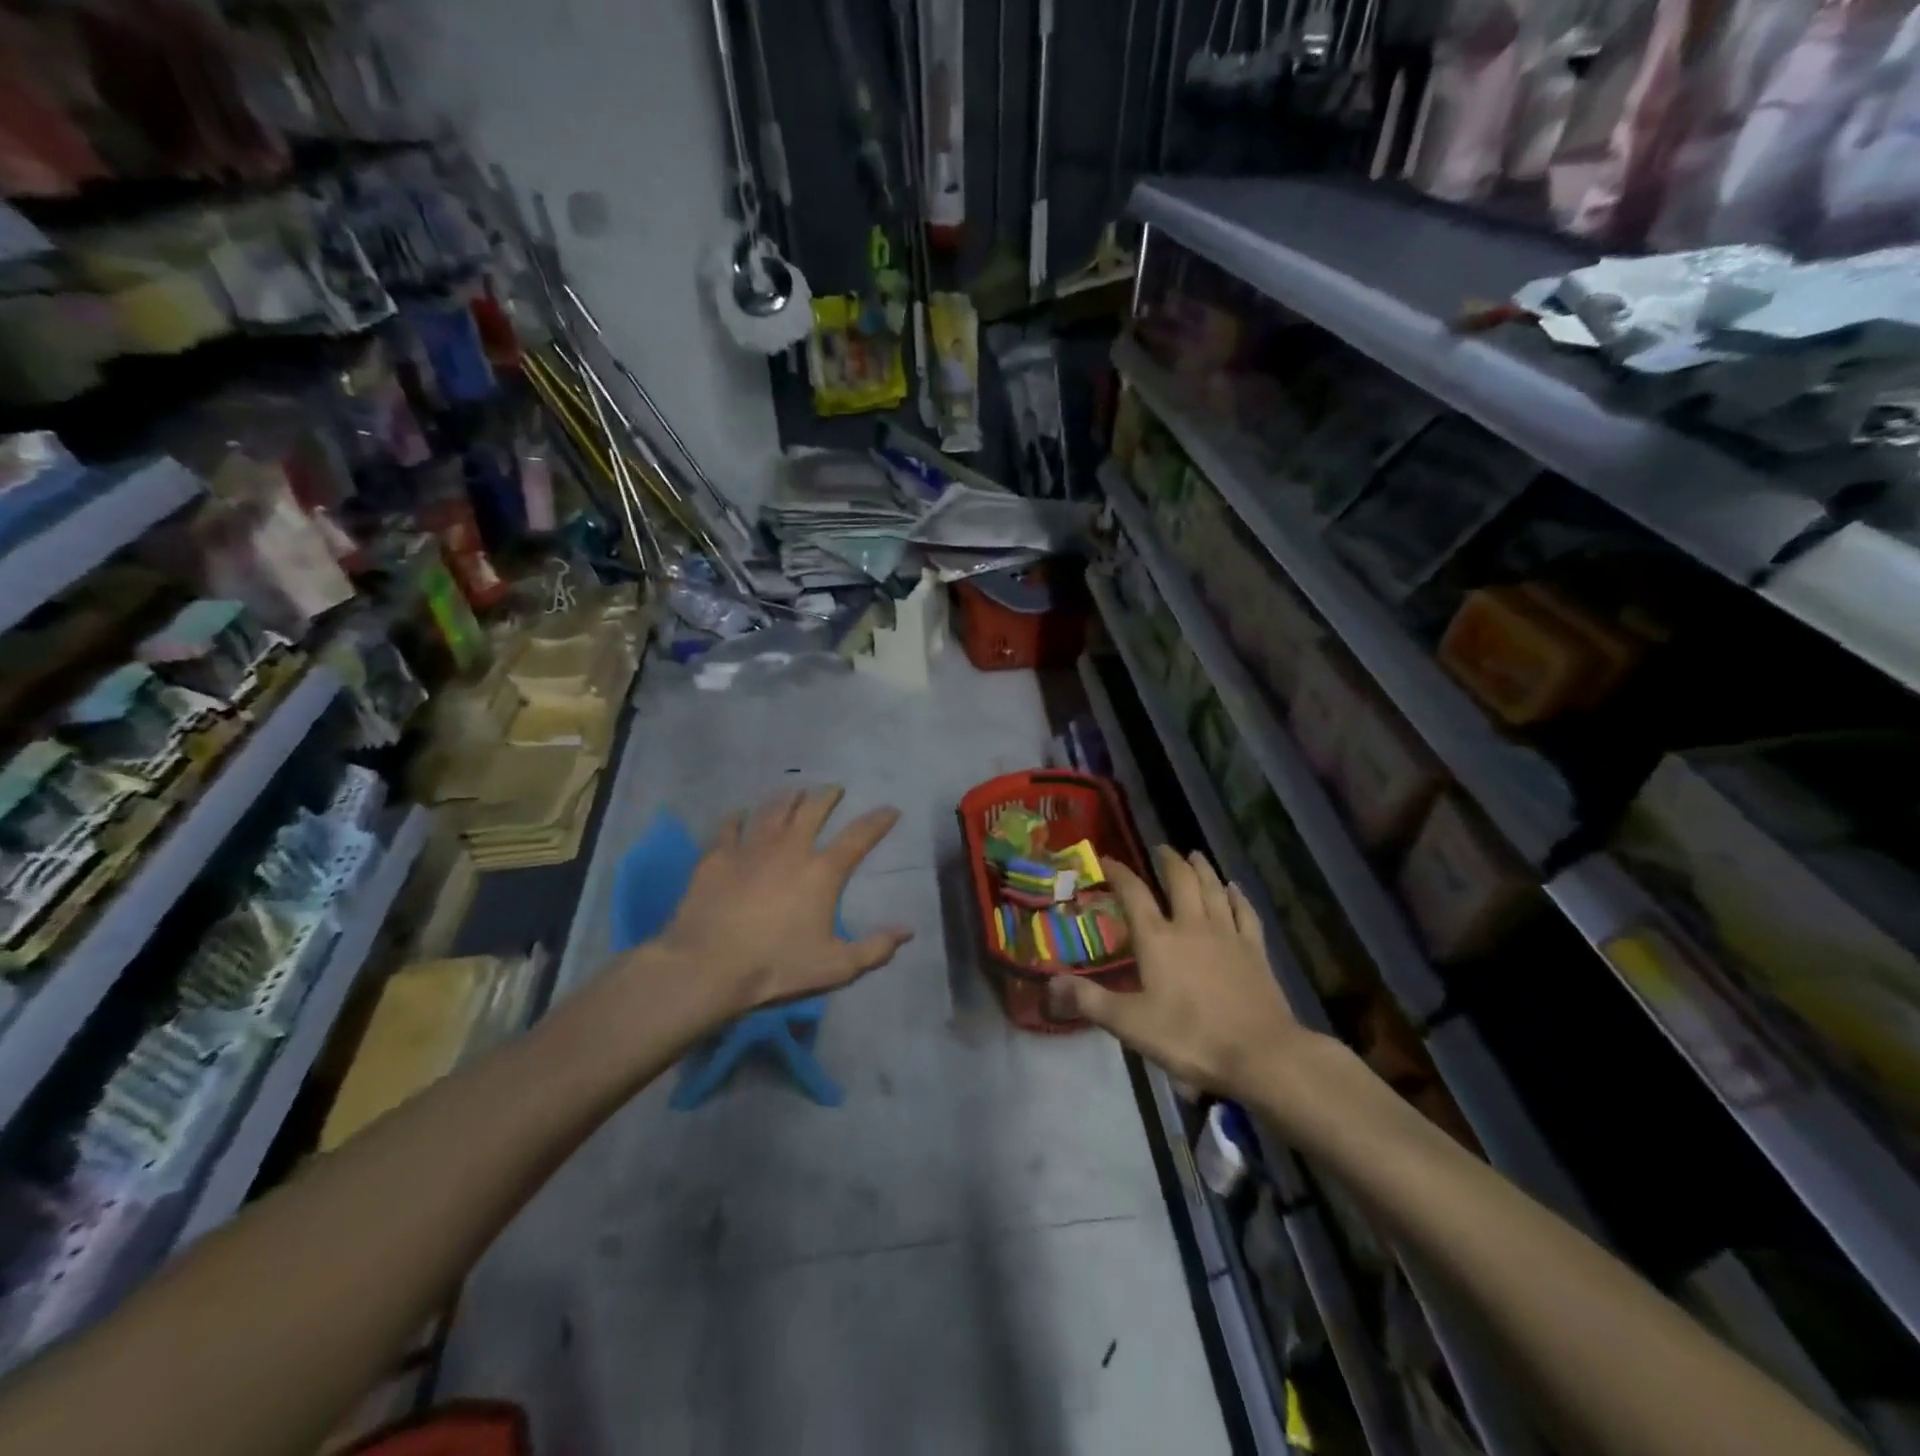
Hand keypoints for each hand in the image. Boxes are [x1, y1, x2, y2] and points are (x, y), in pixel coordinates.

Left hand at [649, 787, 913, 1026]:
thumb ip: (875, 949)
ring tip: (795, 791)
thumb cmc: (776, 966)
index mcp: (822, 872)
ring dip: (788, 797)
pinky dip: (738, 817)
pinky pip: (730, 826)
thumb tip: (907, 932)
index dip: (878, 821)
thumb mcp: (835, 967)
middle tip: (834, 789)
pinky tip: (740, 813)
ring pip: (773, 809)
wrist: (708, 966)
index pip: (858, 837)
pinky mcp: (718, 856)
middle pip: (813, 809)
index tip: (890, 810)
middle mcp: (790, 848)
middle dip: (828, 795)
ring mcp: (751, 848)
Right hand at [1049, 846, 1313, 1098]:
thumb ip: (1089, 1000)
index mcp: (1158, 939)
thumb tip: (1050, 982)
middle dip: (1168, 860)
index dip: (1118, 872)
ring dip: (1202, 868)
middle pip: (1180, 880)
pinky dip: (1238, 896)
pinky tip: (1235, 888)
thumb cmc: (1190, 1037)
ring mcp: (1227, 935)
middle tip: (1160, 848)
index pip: (1133, 893)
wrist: (1261, 1054)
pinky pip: (1245, 913)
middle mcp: (1192, 925)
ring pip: (1213, 889)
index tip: (1106, 860)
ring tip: (1194, 855)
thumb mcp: (1130, 1024)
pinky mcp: (1255, 951)